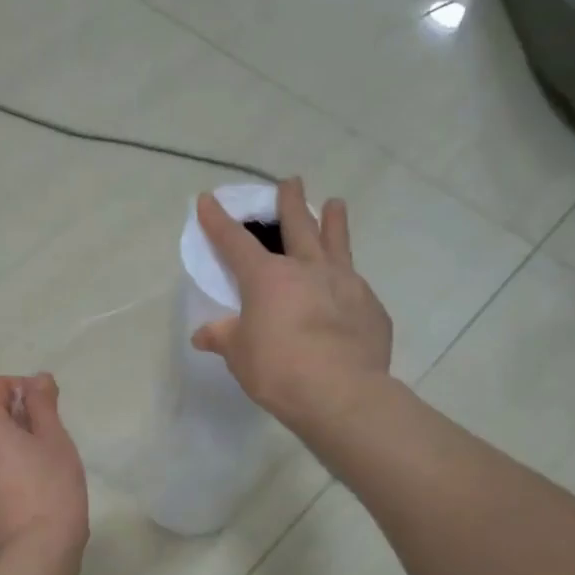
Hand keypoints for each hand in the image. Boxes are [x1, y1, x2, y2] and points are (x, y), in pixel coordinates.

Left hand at [0, 373, 89, 554]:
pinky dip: (3, 464)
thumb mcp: (55, 439)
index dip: (20, 386)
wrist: (37, 550)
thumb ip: (43, 403)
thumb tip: (36, 378)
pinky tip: (29, 485)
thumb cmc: (52, 488)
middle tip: (50, 436)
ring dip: (10, 441)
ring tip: (42, 463)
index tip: (46, 405)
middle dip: (17, 416)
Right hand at [191, 177, 392, 430]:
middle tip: (290, 182)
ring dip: (333, 221)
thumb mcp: (240, 356)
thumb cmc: (279, 370)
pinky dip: (348, 281)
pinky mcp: (370, 306)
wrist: (341, 393)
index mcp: (267, 278)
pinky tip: (349, 290)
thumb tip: (203, 334)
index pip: (235, 241)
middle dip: (289, 202)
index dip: (218, 221)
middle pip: (297, 225)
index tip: (208, 199)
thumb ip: (224, 337)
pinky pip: (356, 285)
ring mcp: (345, 283)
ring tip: (335, 204)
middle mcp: (307, 269)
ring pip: (337, 242)